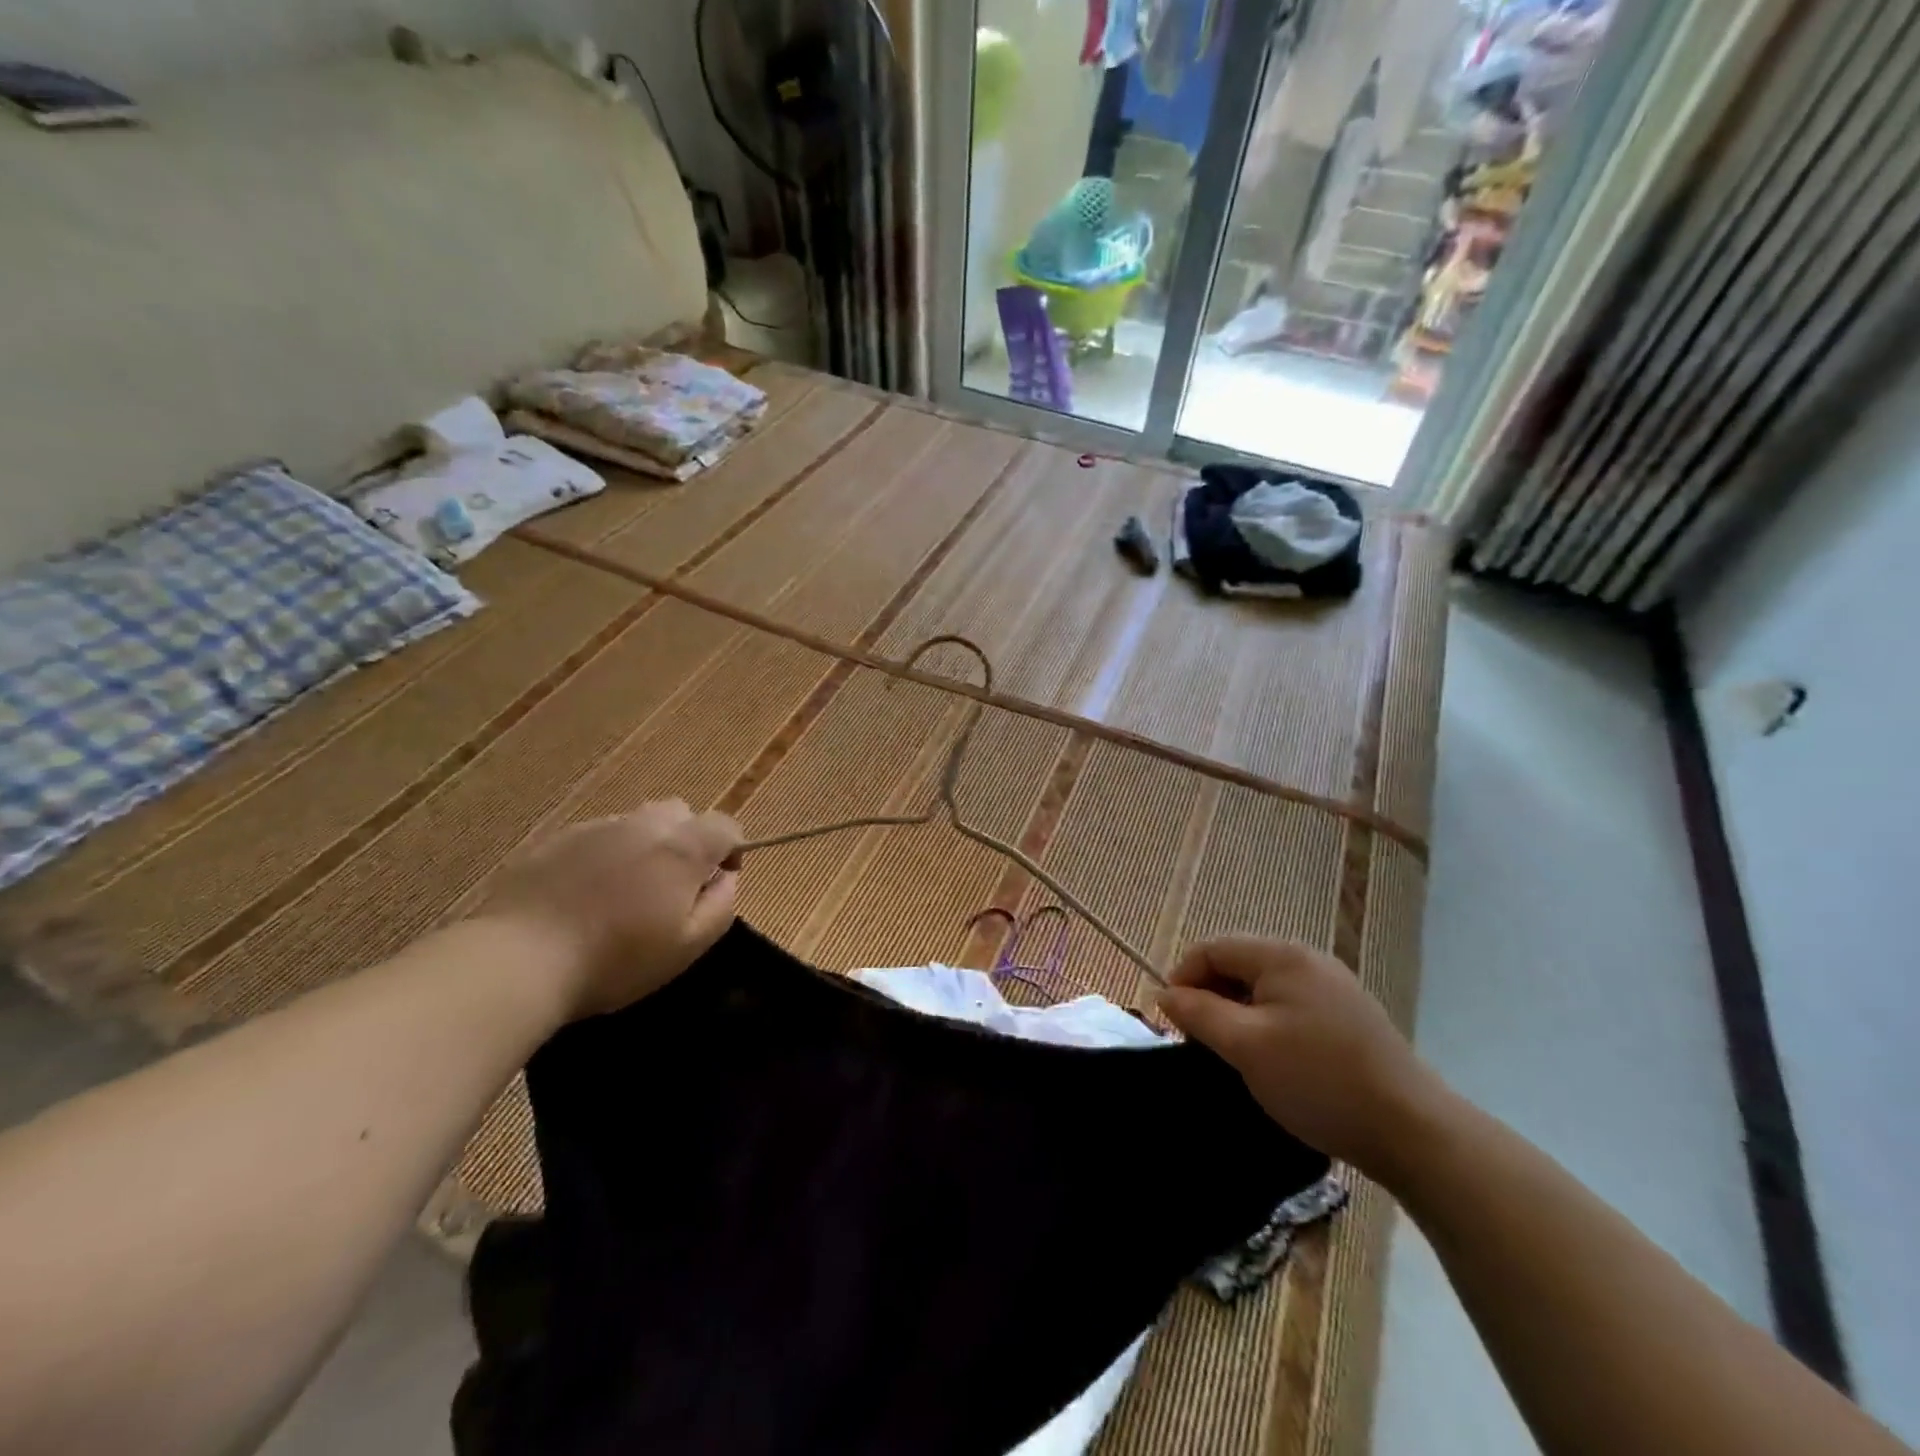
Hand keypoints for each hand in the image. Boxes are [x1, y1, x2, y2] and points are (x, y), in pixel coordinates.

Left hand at [472, 801, 742, 1020]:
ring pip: (637, 822)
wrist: (519, 958)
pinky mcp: (556, 839)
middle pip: (681, 812)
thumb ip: (720, 906)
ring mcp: (597, 828)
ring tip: (626, 891)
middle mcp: (644, 825)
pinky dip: (605, 855)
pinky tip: (586, 894)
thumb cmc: (615, 959)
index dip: (732, 848)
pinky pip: (598, 836)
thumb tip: (726, 879)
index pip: (725, 825)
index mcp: (681, 849)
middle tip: (673, 885)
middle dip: (687, 839)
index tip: (720, 879)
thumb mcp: (688, 947)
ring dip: (645, 846)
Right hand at [1158, 936, 1446, 1178]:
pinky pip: (1290, 1006)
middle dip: (1210, 996)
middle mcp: (1308, 960)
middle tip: (1199, 1041)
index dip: (1183, 977)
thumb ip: (1199, 1013)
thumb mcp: (1245, 1046)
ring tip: (1231, 1053)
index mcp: (1281, 956)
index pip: (1212, 948)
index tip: (1171, 1020)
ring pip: (1264, 987)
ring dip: (1237, 1012)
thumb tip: (1165, 993)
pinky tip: (1272, 1059)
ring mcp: (1333, 987)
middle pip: (1238, 964)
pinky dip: (1267, 1024)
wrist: (1412, 1130)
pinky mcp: (1349, 1016)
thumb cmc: (1318, 1081)